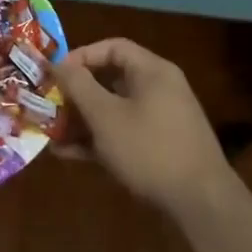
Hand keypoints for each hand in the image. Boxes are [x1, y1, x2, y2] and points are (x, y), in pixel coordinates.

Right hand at [54, 38, 240, 218]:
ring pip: (114, 110)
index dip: (80, 56)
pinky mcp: (160, 148)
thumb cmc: (150, 149)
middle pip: (111, 79)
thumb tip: (57, 63)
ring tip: (53, 133)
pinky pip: (124, 133)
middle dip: (77, 93)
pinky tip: (70, 154)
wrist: (202, 204)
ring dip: (83, 120)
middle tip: (50, 104)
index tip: (56, 74)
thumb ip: (79, 86)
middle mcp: (159, 89)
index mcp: (152, 71)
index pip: (112, 48)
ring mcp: (162, 120)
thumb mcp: (106, 116)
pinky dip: (99, 139)